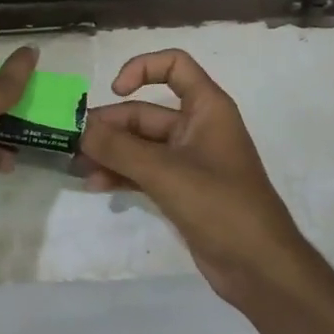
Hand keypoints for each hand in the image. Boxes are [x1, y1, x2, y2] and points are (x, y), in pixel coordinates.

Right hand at [78, 49, 314, 309]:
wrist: (259, 267)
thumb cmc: (220, 206)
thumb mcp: (165, 172)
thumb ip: (119, 148)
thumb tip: (80, 129)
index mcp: (206, 108)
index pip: (174, 66)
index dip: (142, 68)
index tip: (114, 91)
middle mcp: (197, 128)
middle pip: (146, 112)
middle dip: (110, 126)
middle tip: (74, 143)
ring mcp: (188, 161)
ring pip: (140, 144)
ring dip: (111, 153)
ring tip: (78, 168)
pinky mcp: (181, 190)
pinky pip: (144, 171)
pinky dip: (121, 174)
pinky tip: (96, 186)